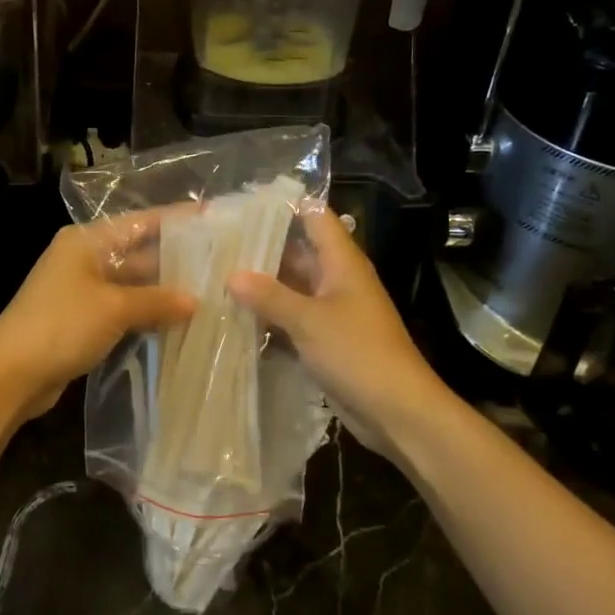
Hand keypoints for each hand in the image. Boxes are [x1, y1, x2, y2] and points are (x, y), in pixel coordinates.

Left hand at [0, 210, 194, 419]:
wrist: (10, 375)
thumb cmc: (61, 326)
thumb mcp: (113, 308)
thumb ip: (156, 301)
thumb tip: (196, 301)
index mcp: (87, 241)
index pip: (141, 222)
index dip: (176, 219)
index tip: (212, 217)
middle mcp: (85, 258)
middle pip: (138, 252)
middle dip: (176, 260)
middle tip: (219, 263)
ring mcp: (83, 289)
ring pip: (133, 283)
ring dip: (164, 290)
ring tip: (210, 291)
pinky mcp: (83, 319)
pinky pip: (124, 307)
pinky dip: (147, 312)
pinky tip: (179, 320)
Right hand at [226, 208, 443, 459]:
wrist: (397, 411)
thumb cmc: (358, 352)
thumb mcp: (309, 320)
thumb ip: (269, 295)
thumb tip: (231, 275)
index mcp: (342, 262)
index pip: (314, 216)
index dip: (284, 205)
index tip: (244, 203)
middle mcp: (337, 279)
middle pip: (298, 251)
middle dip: (262, 247)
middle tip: (218, 242)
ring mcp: (331, 310)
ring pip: (292, 286)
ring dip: (262, 284)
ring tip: (217, 274)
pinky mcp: (325, 338)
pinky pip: (293, 317)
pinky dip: (270, 315)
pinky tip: (236, 315)